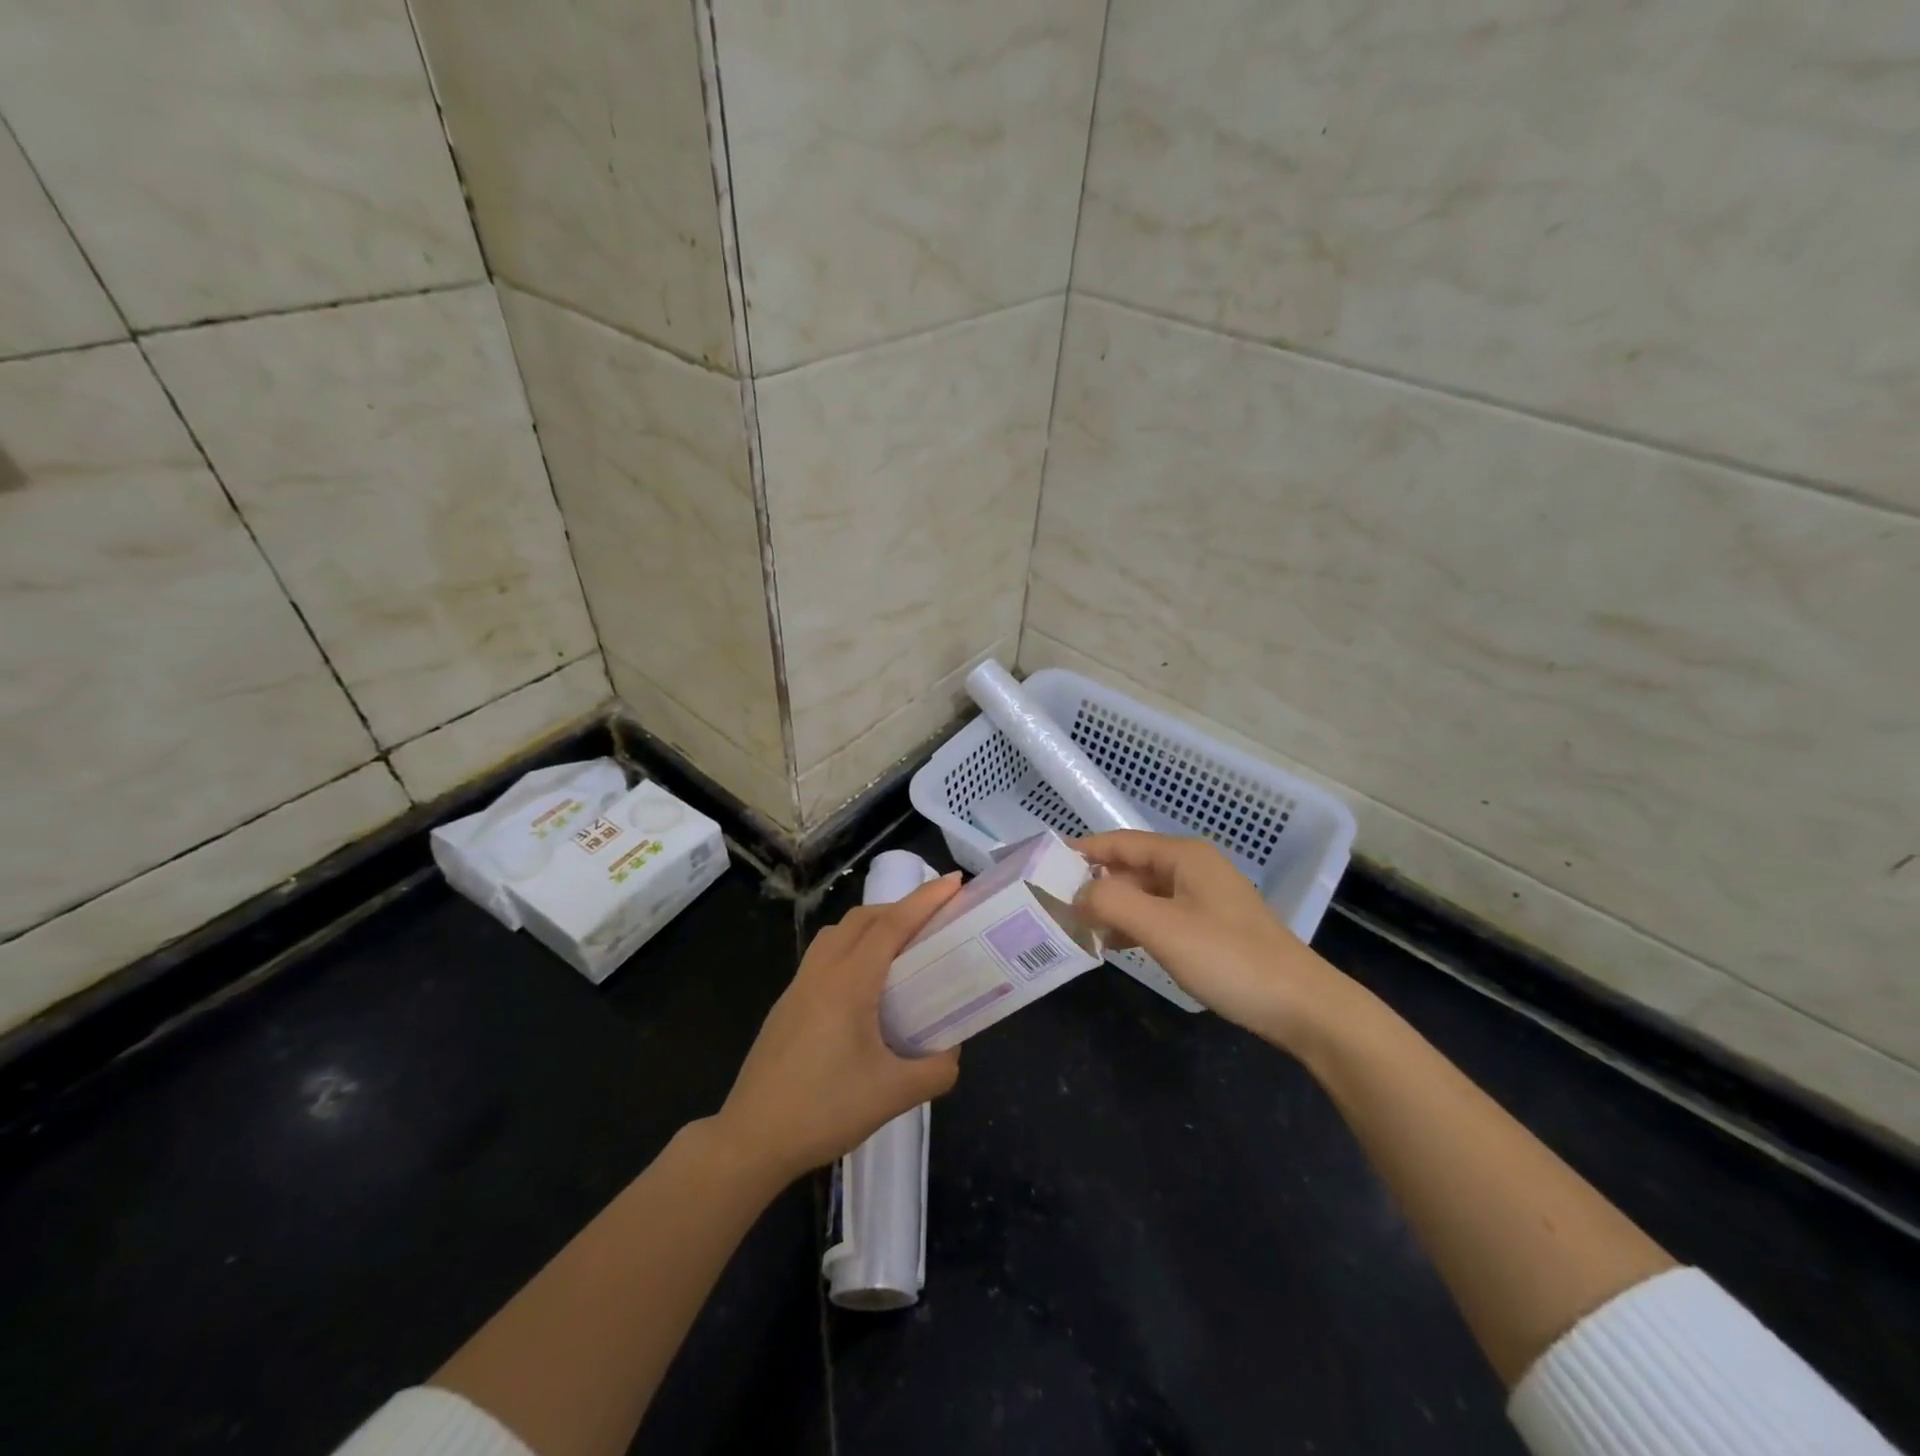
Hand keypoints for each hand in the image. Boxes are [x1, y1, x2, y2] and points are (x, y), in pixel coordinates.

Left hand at [712, 875, 963, 1184]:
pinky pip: (824, 954)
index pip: (892, 925)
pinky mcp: (787, 1004)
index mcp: (849, 983)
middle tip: (935, 919)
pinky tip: (864, 985)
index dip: (926, 900)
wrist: (751, 1140)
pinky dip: (851, 946)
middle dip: (901, 907)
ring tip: (901, 946)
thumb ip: (935, 1069)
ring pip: (838, 933)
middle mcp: (822, 972)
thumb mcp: (893, 1095)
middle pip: (863, 918)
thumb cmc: (823, 1111)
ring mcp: (798, 986)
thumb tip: (952, 1052)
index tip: (954, 882)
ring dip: (872, 924)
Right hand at [1075, 831, 1354, 1053]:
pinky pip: (1160, 915)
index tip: (1044, 864)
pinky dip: (1134, 925)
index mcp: (1183, 856)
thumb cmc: (1229, 958)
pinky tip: (1115, 945)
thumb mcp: (1162, 927)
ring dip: (1112, 907)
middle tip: (1055, 904)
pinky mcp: (1211, 926)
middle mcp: (1193, 868)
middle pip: (1131, 867)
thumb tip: (1077, 893)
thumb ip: (1112, 902)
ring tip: (1077, 927)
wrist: (1303, 1007)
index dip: (1082, 851)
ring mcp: (1204, 898)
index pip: (1120, 842)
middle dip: (1094, 883)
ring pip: (1144, 893)